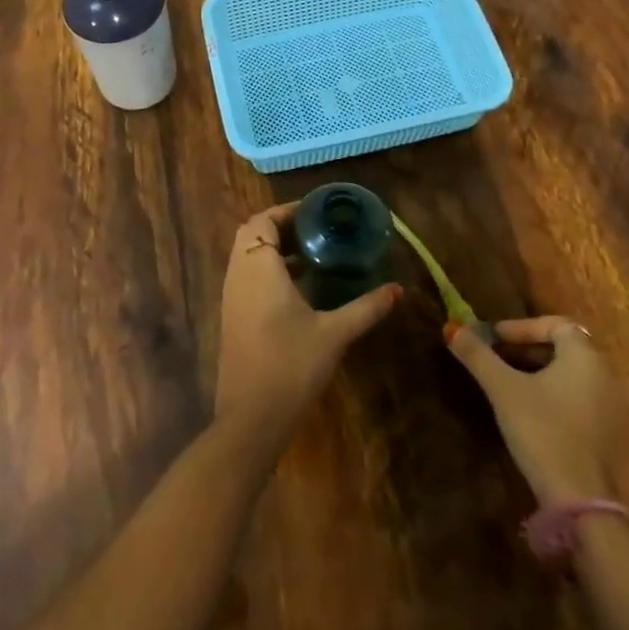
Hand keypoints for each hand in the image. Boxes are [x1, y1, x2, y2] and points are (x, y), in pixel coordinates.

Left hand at [214, 203, 400, 441]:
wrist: (251, 418)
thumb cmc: (291, 366)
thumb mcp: (334, 334)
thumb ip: (366, 308)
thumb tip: (397, 290)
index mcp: (258, 267)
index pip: (263, 220)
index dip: (287, 211)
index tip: (318, 213)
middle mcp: (238, 274)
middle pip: (252, 233)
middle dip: (281, 227)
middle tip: (317, 232)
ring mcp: (231, 296)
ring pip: (247, 255)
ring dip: (273, 248)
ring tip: (312, 255)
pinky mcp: (232, 316)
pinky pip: (246, 276)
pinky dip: (266, 269)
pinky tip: (298, 288)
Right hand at [447, 317, 626, 505]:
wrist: (580, 501)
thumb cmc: (541, 430)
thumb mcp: (502, 388)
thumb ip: (477, 355)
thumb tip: (452, 328)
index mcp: (585, 356)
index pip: (555, 324)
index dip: (522, 327)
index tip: (494, 338)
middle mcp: (607, 376)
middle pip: (566, 349)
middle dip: (529, 350)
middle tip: (499, 359)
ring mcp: (616, 409)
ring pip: (575, 377)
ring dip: (544, 374)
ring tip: (513, 386)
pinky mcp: (616, 439)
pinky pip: (585, 402)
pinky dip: (560, 398)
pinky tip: (537, 415)